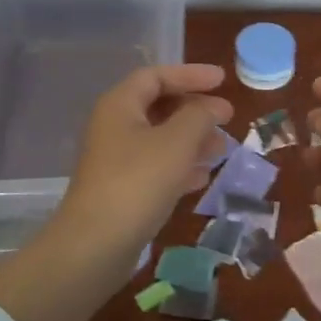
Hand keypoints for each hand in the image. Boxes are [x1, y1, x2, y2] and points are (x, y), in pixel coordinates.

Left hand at [55, 64, 232, 249]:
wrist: (94, 247)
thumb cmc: (138, 182)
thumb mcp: (177, 142)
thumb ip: (199, 116)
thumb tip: (213, 107)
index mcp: (120, 105)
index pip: (157, 76)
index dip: (190, 74)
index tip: (222, 80)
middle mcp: (114, 127)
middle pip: (159, 106)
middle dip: (195, 110)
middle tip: (227, 117)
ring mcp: (115, 160)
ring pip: (160, 138)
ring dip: (192, 140)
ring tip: (222, 149)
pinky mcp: (121, 190)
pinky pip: (156, 166)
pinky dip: (180, 166)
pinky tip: (202, 178)